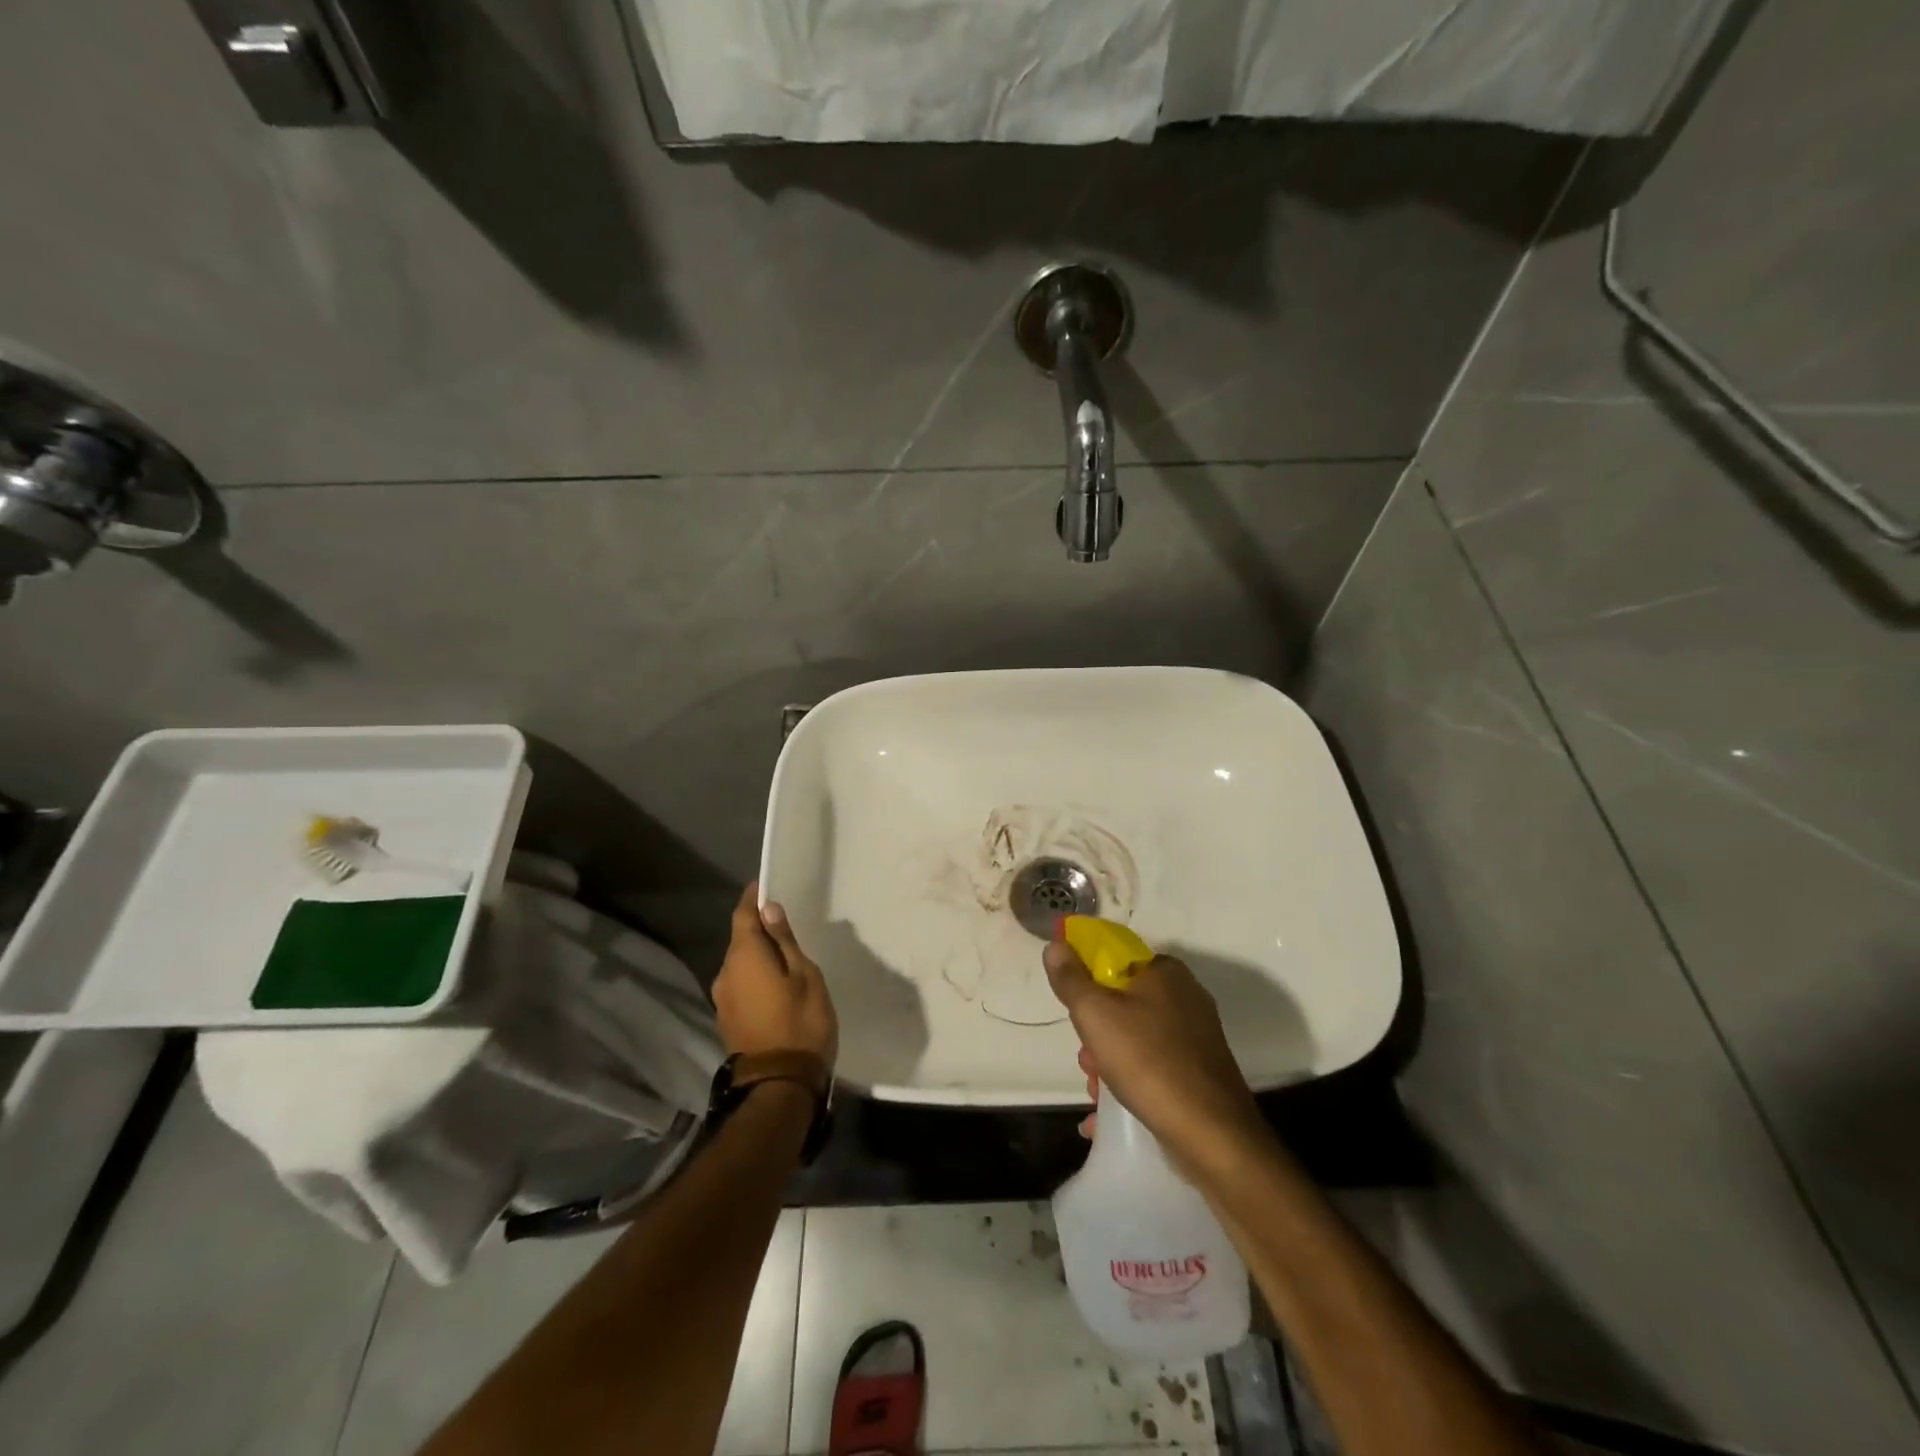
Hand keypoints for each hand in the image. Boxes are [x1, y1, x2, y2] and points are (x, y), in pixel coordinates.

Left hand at [712, 883, 837, 1066]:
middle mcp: (725, 973)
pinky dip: (755, 978)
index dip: (753, 899)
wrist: (779, 1084)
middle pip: (740, 941)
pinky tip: (775, 986)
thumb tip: (769, 910)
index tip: (765, 887)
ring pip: (740, 965)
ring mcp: (722, 999)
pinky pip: (740, 985)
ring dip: (758, 957)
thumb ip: (785, 941)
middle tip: (787, 927)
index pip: (742, 915)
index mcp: (744, 956)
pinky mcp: (727, 1020)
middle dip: (759, 930)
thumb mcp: (804, 975)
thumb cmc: (800, 1022)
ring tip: (786, 960)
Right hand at [1044, 942, 1261, 1164]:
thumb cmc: (1147, 1061)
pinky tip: (1108, 1112)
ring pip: (1136, 1038)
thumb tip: (1056, 943)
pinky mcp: (1200, 1072)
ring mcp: (1196, 1036)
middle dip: (1096, 1033)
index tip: (1075, 1012)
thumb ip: (1070, 978)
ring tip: (1096, 1092)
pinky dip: (1130, 1083)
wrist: (1211, 1134)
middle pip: (1123, 1002)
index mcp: (1165, 972)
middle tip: (1087, 1060)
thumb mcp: (1094, 1013)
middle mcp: (1186, 996)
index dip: (1088, 982)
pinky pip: (1154, 1067)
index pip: (1115, 960)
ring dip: (1108, 1062)